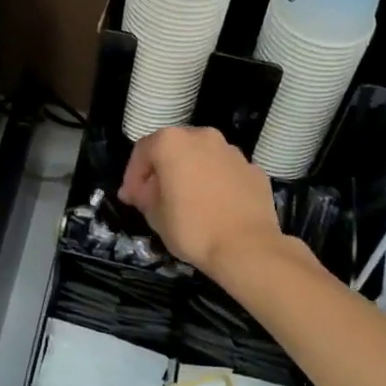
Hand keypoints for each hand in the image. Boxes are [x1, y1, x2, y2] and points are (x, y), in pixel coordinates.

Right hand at [119, 126, 284, 279]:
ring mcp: (232, 151)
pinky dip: (217, 183)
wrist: (247, 248)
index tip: (132, 198)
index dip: (133, 175)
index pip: (143, 150)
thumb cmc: (192, 228)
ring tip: (189, 202)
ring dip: (192, 173)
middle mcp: (203, 137)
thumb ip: (143, 195)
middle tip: (157, 196)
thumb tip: (141, 190)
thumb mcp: (155, 215)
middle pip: (175, 148)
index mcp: (172, 142)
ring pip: (203, 157)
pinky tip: (216, 207)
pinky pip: (226, 172)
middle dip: (163, 170)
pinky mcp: (254, 170)